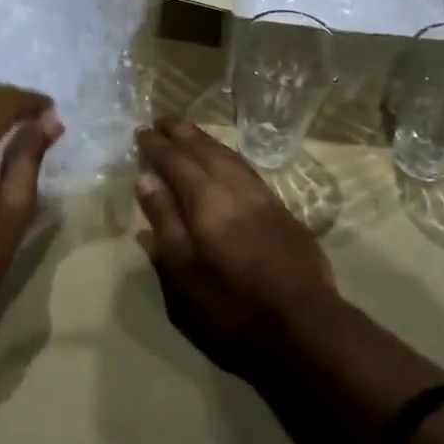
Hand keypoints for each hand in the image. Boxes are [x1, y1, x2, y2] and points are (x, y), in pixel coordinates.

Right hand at [134, 117, 340, 378]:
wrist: (303, 323)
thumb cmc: (231, 305)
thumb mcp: (183, 272)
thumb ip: (164, 221)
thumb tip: (146, 179)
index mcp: (206, 199)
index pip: (175, 160)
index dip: (156, 145)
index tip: (140, 132)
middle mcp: (234, 186)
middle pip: (204, 149)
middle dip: (181, 132)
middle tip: (161, 120)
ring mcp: (262, 195)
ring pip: (228, 154)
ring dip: (205, 140)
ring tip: (188, 133)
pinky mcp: (280, 208)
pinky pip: (245, 167)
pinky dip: (227, 155)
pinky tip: (224, 161)